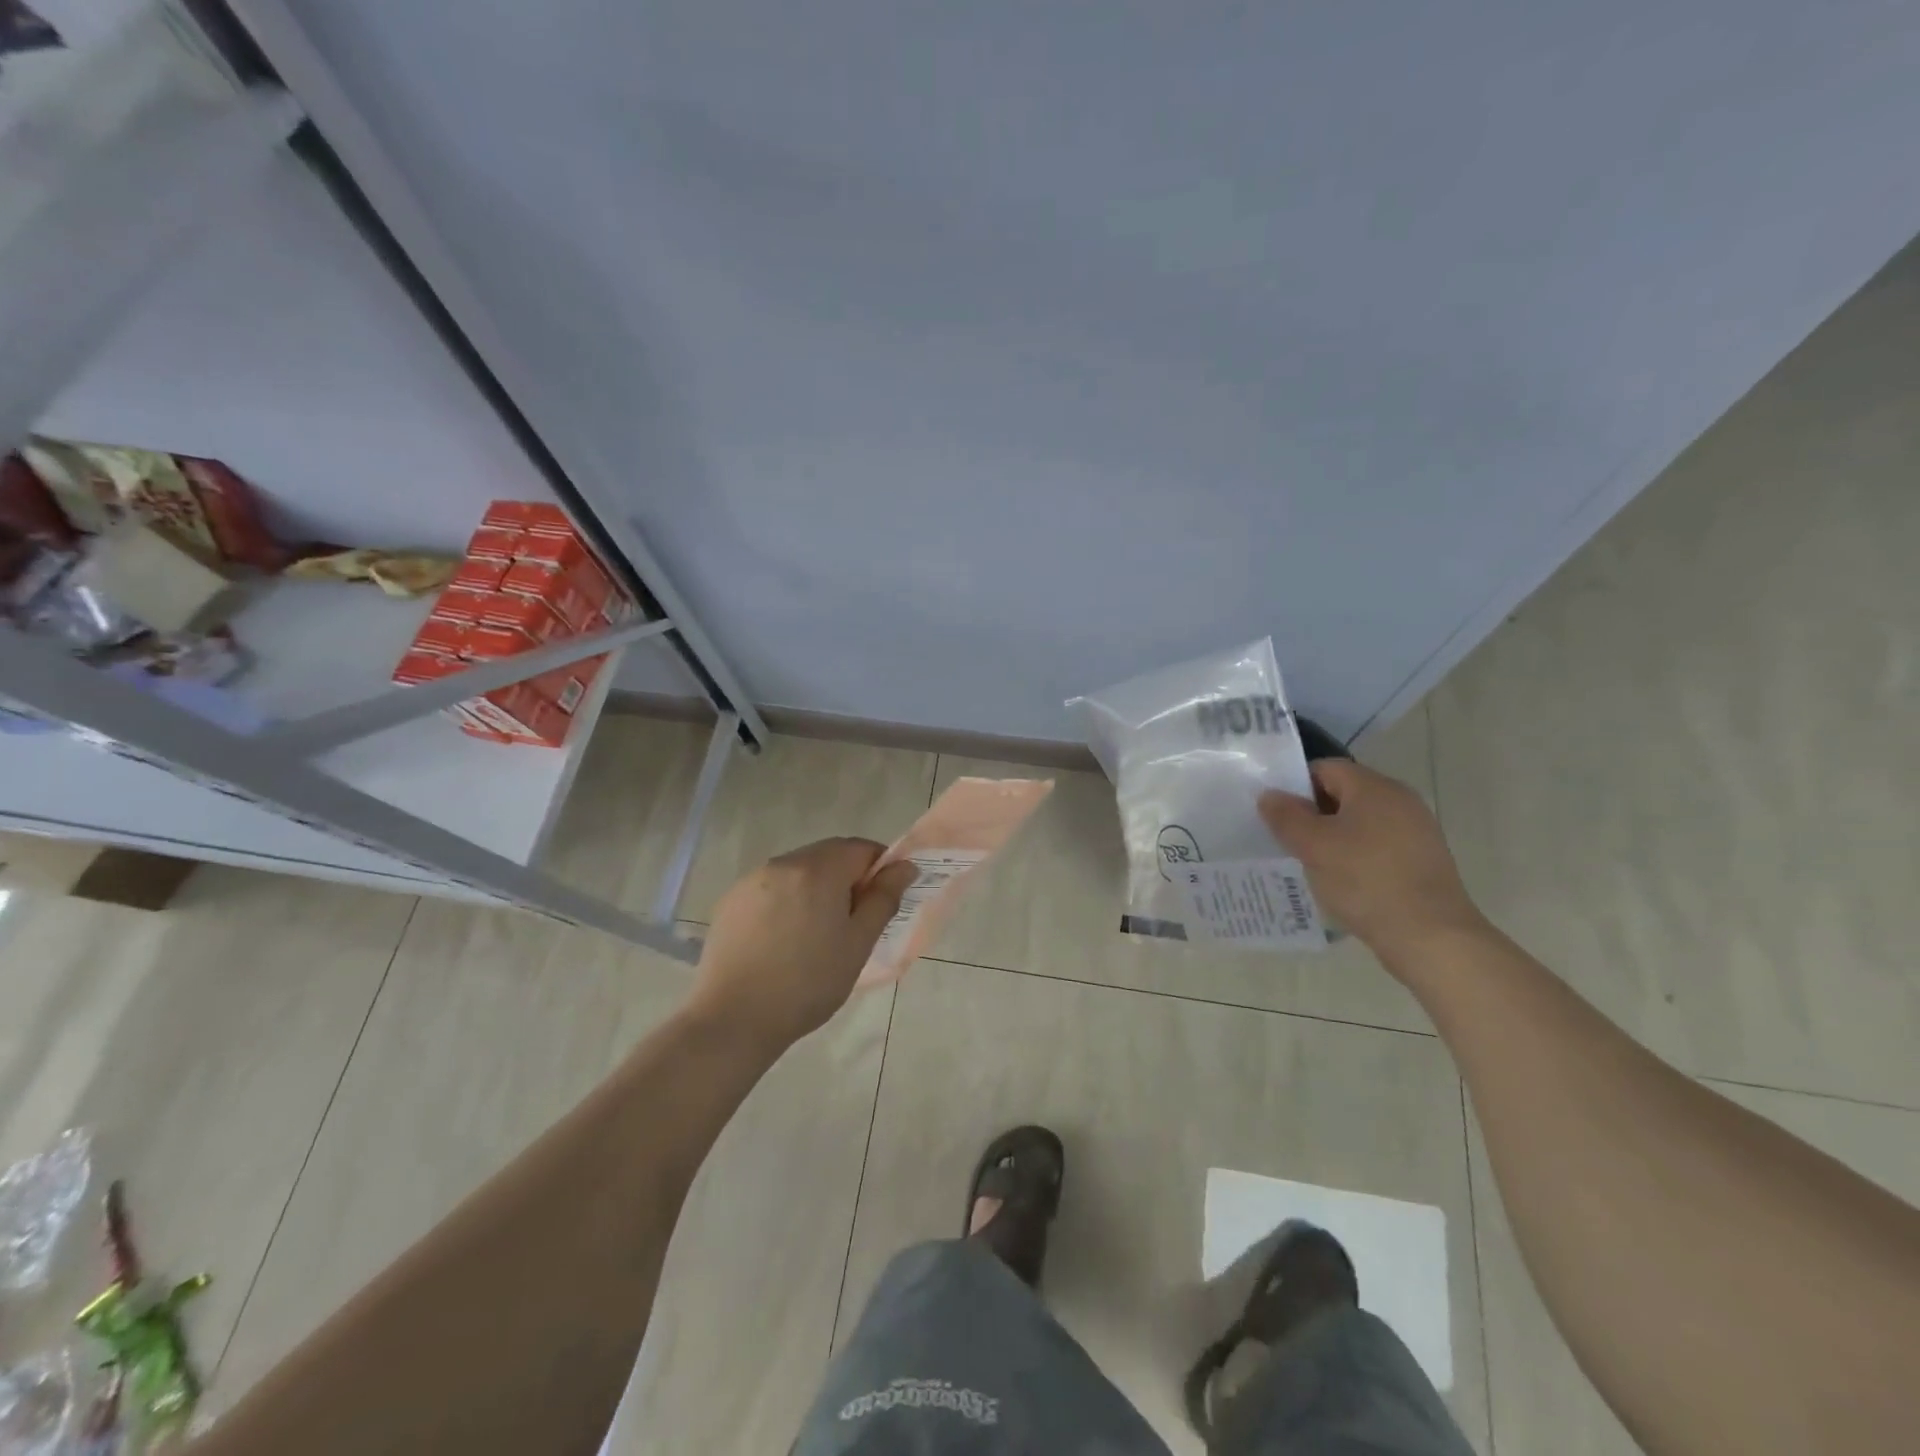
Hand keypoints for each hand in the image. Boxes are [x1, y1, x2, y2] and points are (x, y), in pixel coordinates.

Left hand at [689, 838, 917, 1051]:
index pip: (861, 848)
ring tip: (816, 933)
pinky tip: (784, 939)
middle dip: (848, 877)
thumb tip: (904, 867)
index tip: (882, 901)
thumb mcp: (858, 944)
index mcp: (818, 870)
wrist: (733, 1020)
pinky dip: (787, 900)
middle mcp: (783, 863)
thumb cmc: (808, 983)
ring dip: (816, 888)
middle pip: (828, 854)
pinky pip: (771, 887)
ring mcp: (752, 880)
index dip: (879, 868)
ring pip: (798, 870)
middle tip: (853, 921)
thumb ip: (884, 898)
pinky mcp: (731, 901)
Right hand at [1259, 760, 1485, 960]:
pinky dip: (1355, 857)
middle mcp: (1401, 801)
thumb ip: (1286, 816)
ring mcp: (1416, 832)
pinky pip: (1377, 846)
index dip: (1295, 785)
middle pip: (1344, 794)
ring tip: (1310, 863)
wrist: (1431, 937)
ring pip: (1360, 822)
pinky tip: (1342, 882)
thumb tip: (1269, 795)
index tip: (1276, 814)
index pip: (1325, 768)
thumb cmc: (1366, 881)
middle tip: (1287, 840)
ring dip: (1332, 838)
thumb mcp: (1314, 846)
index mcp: (1375, 788)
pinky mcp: (1422, 861)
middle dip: (1312, 813)